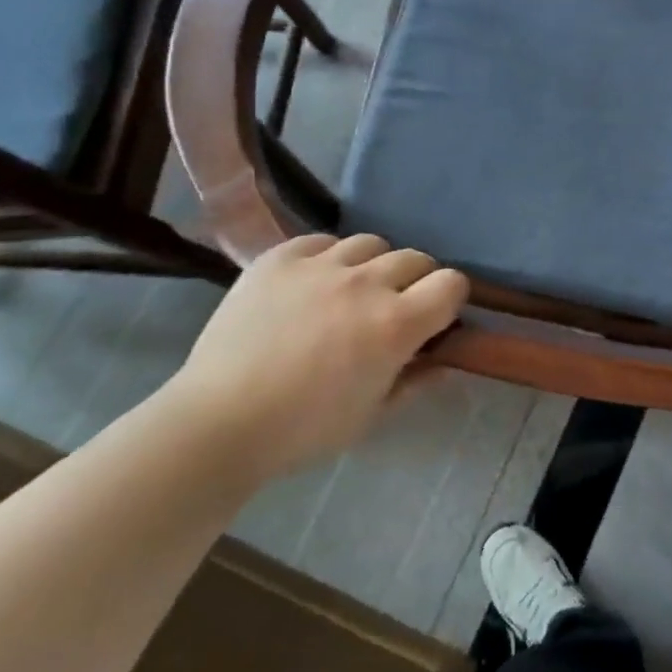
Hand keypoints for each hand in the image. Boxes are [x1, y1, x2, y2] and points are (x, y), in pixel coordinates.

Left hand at [173, 234, 468, 476]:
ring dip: (373, 266)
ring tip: (352, 291)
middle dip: (416, 282)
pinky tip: (313, 284)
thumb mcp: (372, 414)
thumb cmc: (304, 430)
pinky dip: (328, 258)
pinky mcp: (280, 258)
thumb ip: (415, 380)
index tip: (437, 318)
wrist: (219, 422)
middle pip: (416, 258)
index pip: (451, 283)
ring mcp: (320, 265)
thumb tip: (444, 361)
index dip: (451, 298)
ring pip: (371, 244)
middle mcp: (366, 284)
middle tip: (395, 308)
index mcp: (396, 325)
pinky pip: (321, 241)